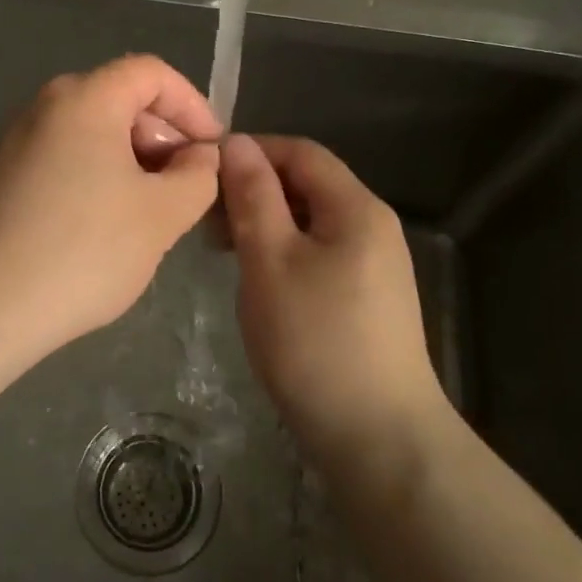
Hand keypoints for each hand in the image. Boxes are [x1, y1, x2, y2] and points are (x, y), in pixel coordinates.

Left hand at [0, 55, 222, 353]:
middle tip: (185, 185)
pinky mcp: (1, 178)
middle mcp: (45, 107)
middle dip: (163, 136)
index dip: (192, 104)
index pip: (151, 72)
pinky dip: (97, 177)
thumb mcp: (162, 215)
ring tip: (151, 212)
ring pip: (91, 133)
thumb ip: (197, 176)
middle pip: (119, 99)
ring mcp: (17, 142)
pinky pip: (64, 159)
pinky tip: (105, 227)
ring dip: (132, 161)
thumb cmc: (83, 250)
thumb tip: (199, 156)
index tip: (212, 149)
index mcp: (85, 99)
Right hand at [218, 134, 447, 462]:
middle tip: (205, 219)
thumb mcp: (270, 261)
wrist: (378, 438)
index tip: (203, 172)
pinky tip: (256, 279)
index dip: (251, 152)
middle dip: (254, 190)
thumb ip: (253, 197)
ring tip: (222, 249)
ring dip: (265, 223)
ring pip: (310, 222)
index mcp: (356, 207)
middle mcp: (373, 226)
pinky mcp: (367, 298)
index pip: (300, 152)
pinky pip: (319, 253)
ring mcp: (375, 264)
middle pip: (307, 185)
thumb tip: (237, 143)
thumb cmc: (315, 341)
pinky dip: (283, 252)